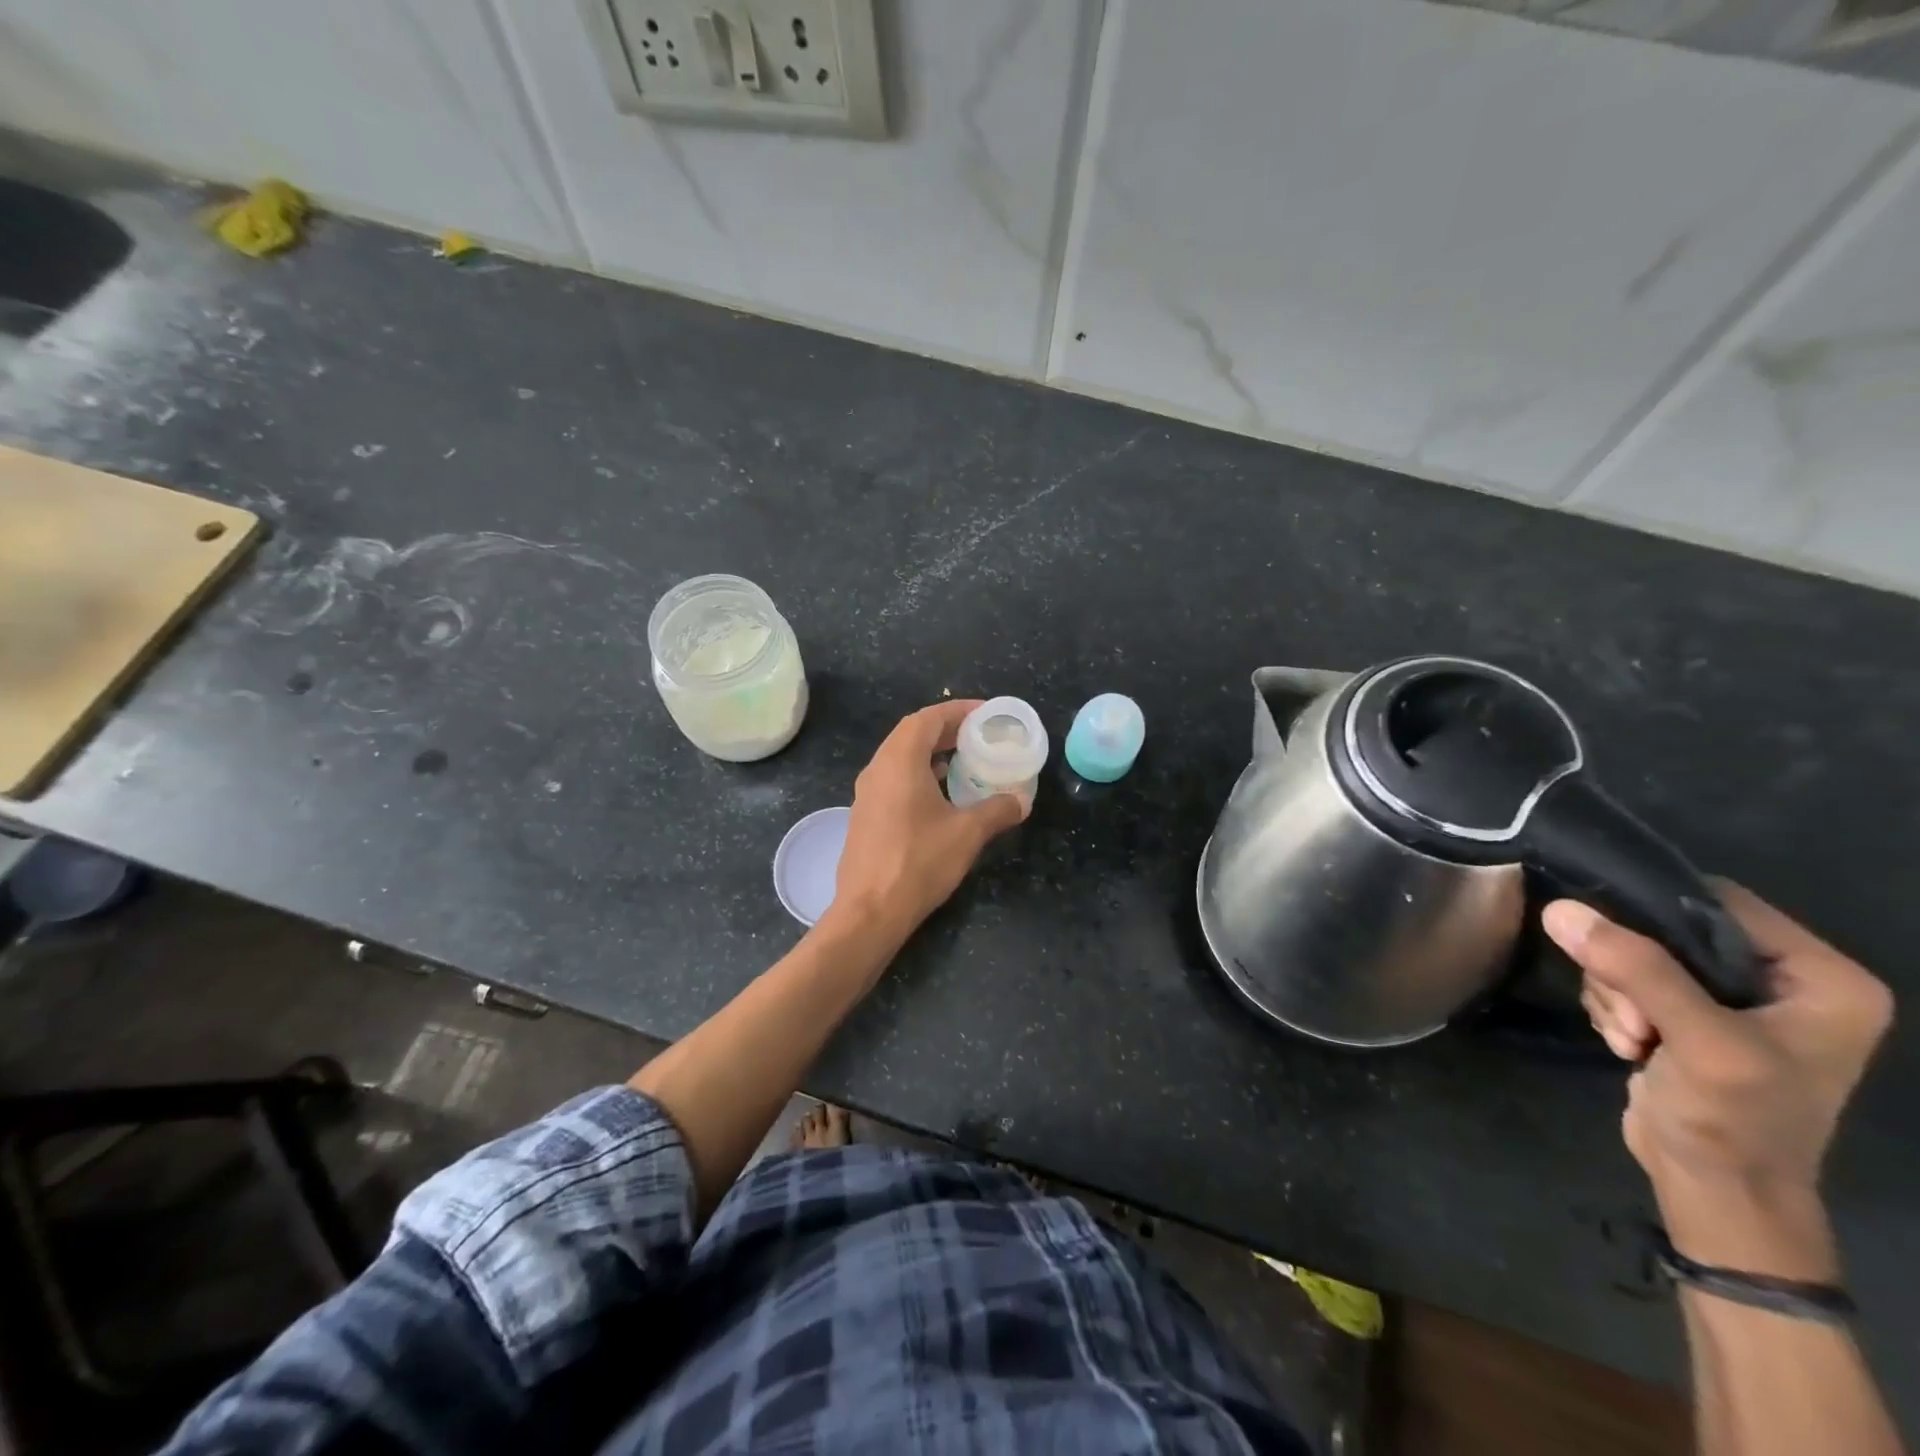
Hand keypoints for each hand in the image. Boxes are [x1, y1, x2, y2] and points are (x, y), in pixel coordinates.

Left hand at [825, 700, 1027, 941]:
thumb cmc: (919, 863)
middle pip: (911, 733)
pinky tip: (939, 794)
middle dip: (945, 729)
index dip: (957, 710)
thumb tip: (1021, 801)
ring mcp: (866, 793)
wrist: (870, 911)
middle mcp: (877, 769)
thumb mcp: (967, 834)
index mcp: (899, 762)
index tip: (985, 713)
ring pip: (899, 757)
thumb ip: (997, 811)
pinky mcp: (865, 815)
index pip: (927, 718)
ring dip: (930, 752)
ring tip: (962, 760)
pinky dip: (917, 774)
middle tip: (978, 735)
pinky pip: (893, 779)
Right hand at [1543, 888, 1891, 1274]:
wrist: (1717, 1192)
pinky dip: (1614, 1006)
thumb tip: (1560, 909)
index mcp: (1822, 978)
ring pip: (1637, 953)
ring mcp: (1733, 1001)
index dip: (1655, 911)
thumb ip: (1635, 969)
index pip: (1719, 901)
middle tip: (1634, 1017)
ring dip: (1615, 991)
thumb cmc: (1737, 1120)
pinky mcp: (1689, 1017)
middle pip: (1669, 928)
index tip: (1611, 942)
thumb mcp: (1697, 1041)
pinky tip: (1628, 1043)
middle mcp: (1784, 981)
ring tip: (1633, 1037)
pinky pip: (1627, 979)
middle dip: (1629, 967)